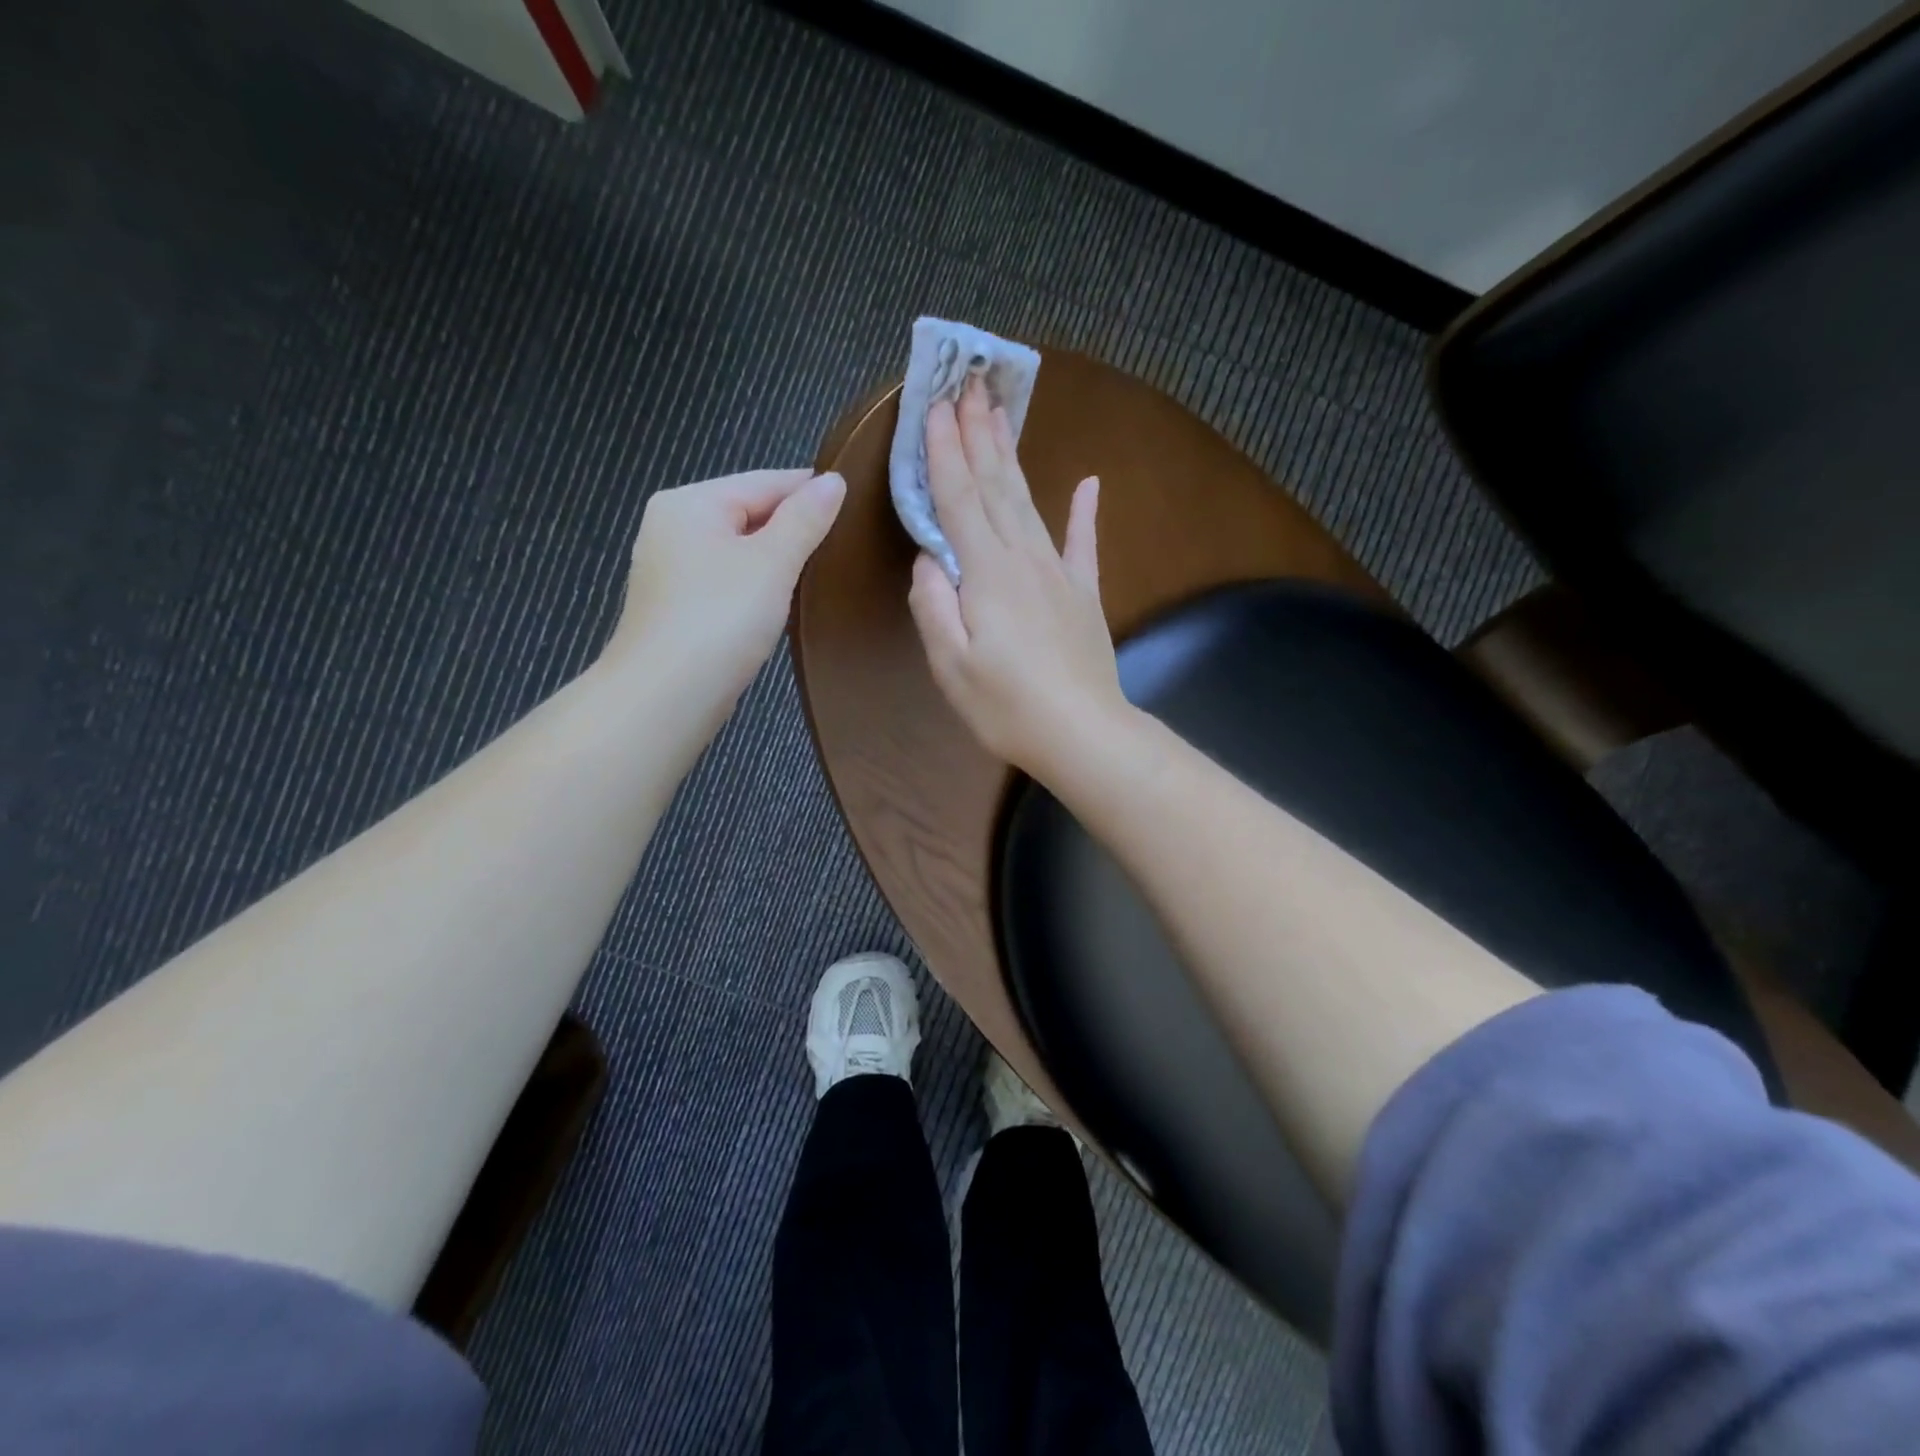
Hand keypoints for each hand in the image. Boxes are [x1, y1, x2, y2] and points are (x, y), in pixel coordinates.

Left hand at [603, 468, 845, 698]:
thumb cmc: (721, 618)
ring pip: (738, 549)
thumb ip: (805, 519)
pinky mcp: (677, 607)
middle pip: (748, 513)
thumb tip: (834, 481)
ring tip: (822, 570)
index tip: (857, 502)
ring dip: (777, 558)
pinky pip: (727, 580)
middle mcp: (672, 526)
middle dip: (794, 526)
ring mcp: (670, 569)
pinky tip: (783, 600)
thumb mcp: (772, 562)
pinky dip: (757, 585)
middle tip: (846, 541)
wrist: (666, 696)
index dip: (811, 490)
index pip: (764, 481)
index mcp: (690, 502)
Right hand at [907, 377, 1125, 777]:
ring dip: (1013, 457)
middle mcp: (1024, 559)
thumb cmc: (1007, 707)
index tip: (934, 405)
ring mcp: (1059, 574)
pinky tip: (1089, 483)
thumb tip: (928, 561)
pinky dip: (1085, 512)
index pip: (959, 499)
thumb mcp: (951, 665)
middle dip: (978, 434)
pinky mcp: (1084, 595)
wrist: (1083, 733)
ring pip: (1030, 503)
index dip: (944, 451)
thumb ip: (933, 607)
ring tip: (1002, 414)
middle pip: (996, 486)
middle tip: (969, 385)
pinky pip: (1082, 544)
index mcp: (986, 574)